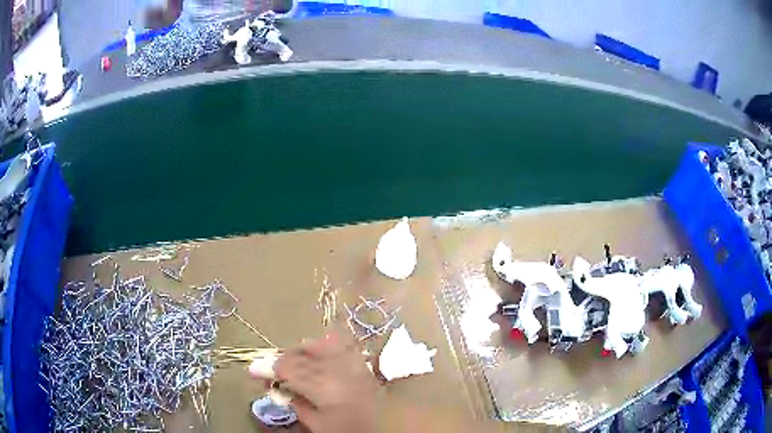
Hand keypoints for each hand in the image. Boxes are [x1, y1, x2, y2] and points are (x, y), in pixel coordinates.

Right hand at [273, 333, 379, 432]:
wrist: (389, 429)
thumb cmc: (350, 431)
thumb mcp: (317, 424)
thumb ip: (294, 403)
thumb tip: (274, 387)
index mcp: (325, 387)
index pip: (289, 368)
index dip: (268, 367)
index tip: (253, 370)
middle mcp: (339, 368)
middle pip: (302, 354)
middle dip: (281, 359)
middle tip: (271, 369)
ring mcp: (354, 362)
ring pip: (319, 343)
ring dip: (301, 350)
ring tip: (293, 362)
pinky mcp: (363, 361)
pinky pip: (340, 343)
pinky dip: (323, 345)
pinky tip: (316, 355)